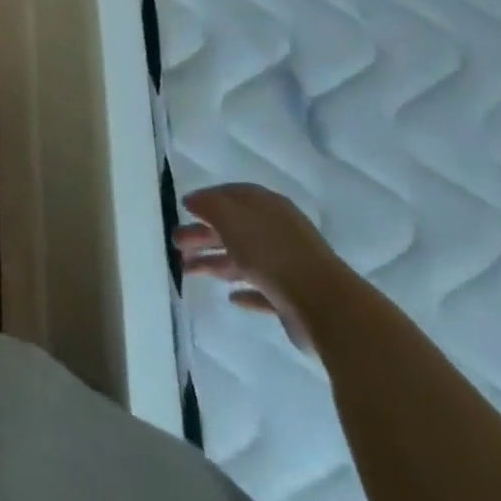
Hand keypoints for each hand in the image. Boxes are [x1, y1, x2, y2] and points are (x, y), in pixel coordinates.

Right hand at [173, 183, 344, 350]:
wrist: (324, 304)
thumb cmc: (271, 250)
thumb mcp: (230, 217)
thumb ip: (207, 205)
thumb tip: (192, 201)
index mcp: (265, 206)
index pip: (230, 196)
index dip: (206, 201)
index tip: (184, 210)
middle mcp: (276, 231)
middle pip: (232, 229)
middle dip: (202, 235)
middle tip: (176, 244)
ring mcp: (286, 265)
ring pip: (242, 260)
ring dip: (214, 263)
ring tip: (188, 271)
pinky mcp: (292, 299)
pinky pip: (261, 291)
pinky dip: (244, 291)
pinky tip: (230, 298)